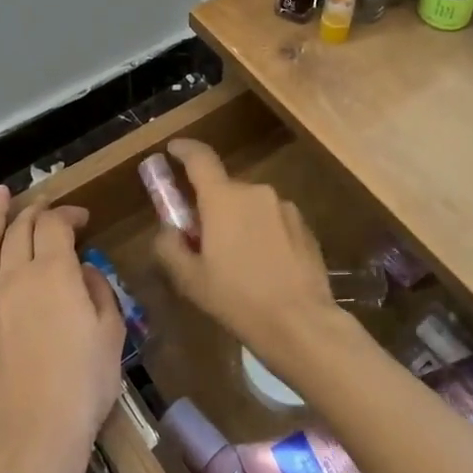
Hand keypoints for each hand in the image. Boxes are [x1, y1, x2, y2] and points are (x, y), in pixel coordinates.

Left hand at [0, 186, 124, 472]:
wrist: (30, 438)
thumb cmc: (82, 385)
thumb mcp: (110, 334)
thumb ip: (98, 291)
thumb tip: (83, 270)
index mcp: (54, 272)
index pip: (55, 225)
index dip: (68, 213)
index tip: (83, 219)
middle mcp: (17, 275)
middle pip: (22, 228)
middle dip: (37, 211)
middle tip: (50, 208)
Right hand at [151, 139, 337, 367]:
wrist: (300, 322)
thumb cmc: (238, 299)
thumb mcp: (190, 279)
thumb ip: (170, 246)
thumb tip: (168, 229)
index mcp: (223, 198)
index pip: (200, 158)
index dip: (183, 150)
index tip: (172, 150)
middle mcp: (255, 192)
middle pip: (225, 189)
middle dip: (212, 207)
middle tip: (204, 240)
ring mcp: (284, 207)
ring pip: (251, 207)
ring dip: (240, 223)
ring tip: (239, 263)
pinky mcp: (304, 226)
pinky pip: (274, 221)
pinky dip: (264, 234)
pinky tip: (266, 268)